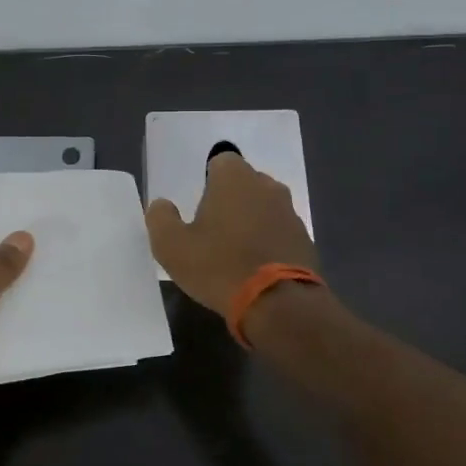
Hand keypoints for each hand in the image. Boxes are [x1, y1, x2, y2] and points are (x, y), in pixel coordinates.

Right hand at [145, 153, 318, 315]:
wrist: (278, 304)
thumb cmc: (218, 266)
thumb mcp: (171, 246)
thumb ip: (161, 218)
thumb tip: (162, 205)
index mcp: (234, 179)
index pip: (221, 161)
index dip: (209, 181)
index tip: (200, 206)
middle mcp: (267, 186)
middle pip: (245, 184)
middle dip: (231, 200)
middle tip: (213, 230)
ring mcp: (290, 213)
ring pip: (264, 208)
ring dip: (251, 222)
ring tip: (234, 252)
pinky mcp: (305, 240)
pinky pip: (280, 233)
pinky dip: (268, 243)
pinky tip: (255, 268)